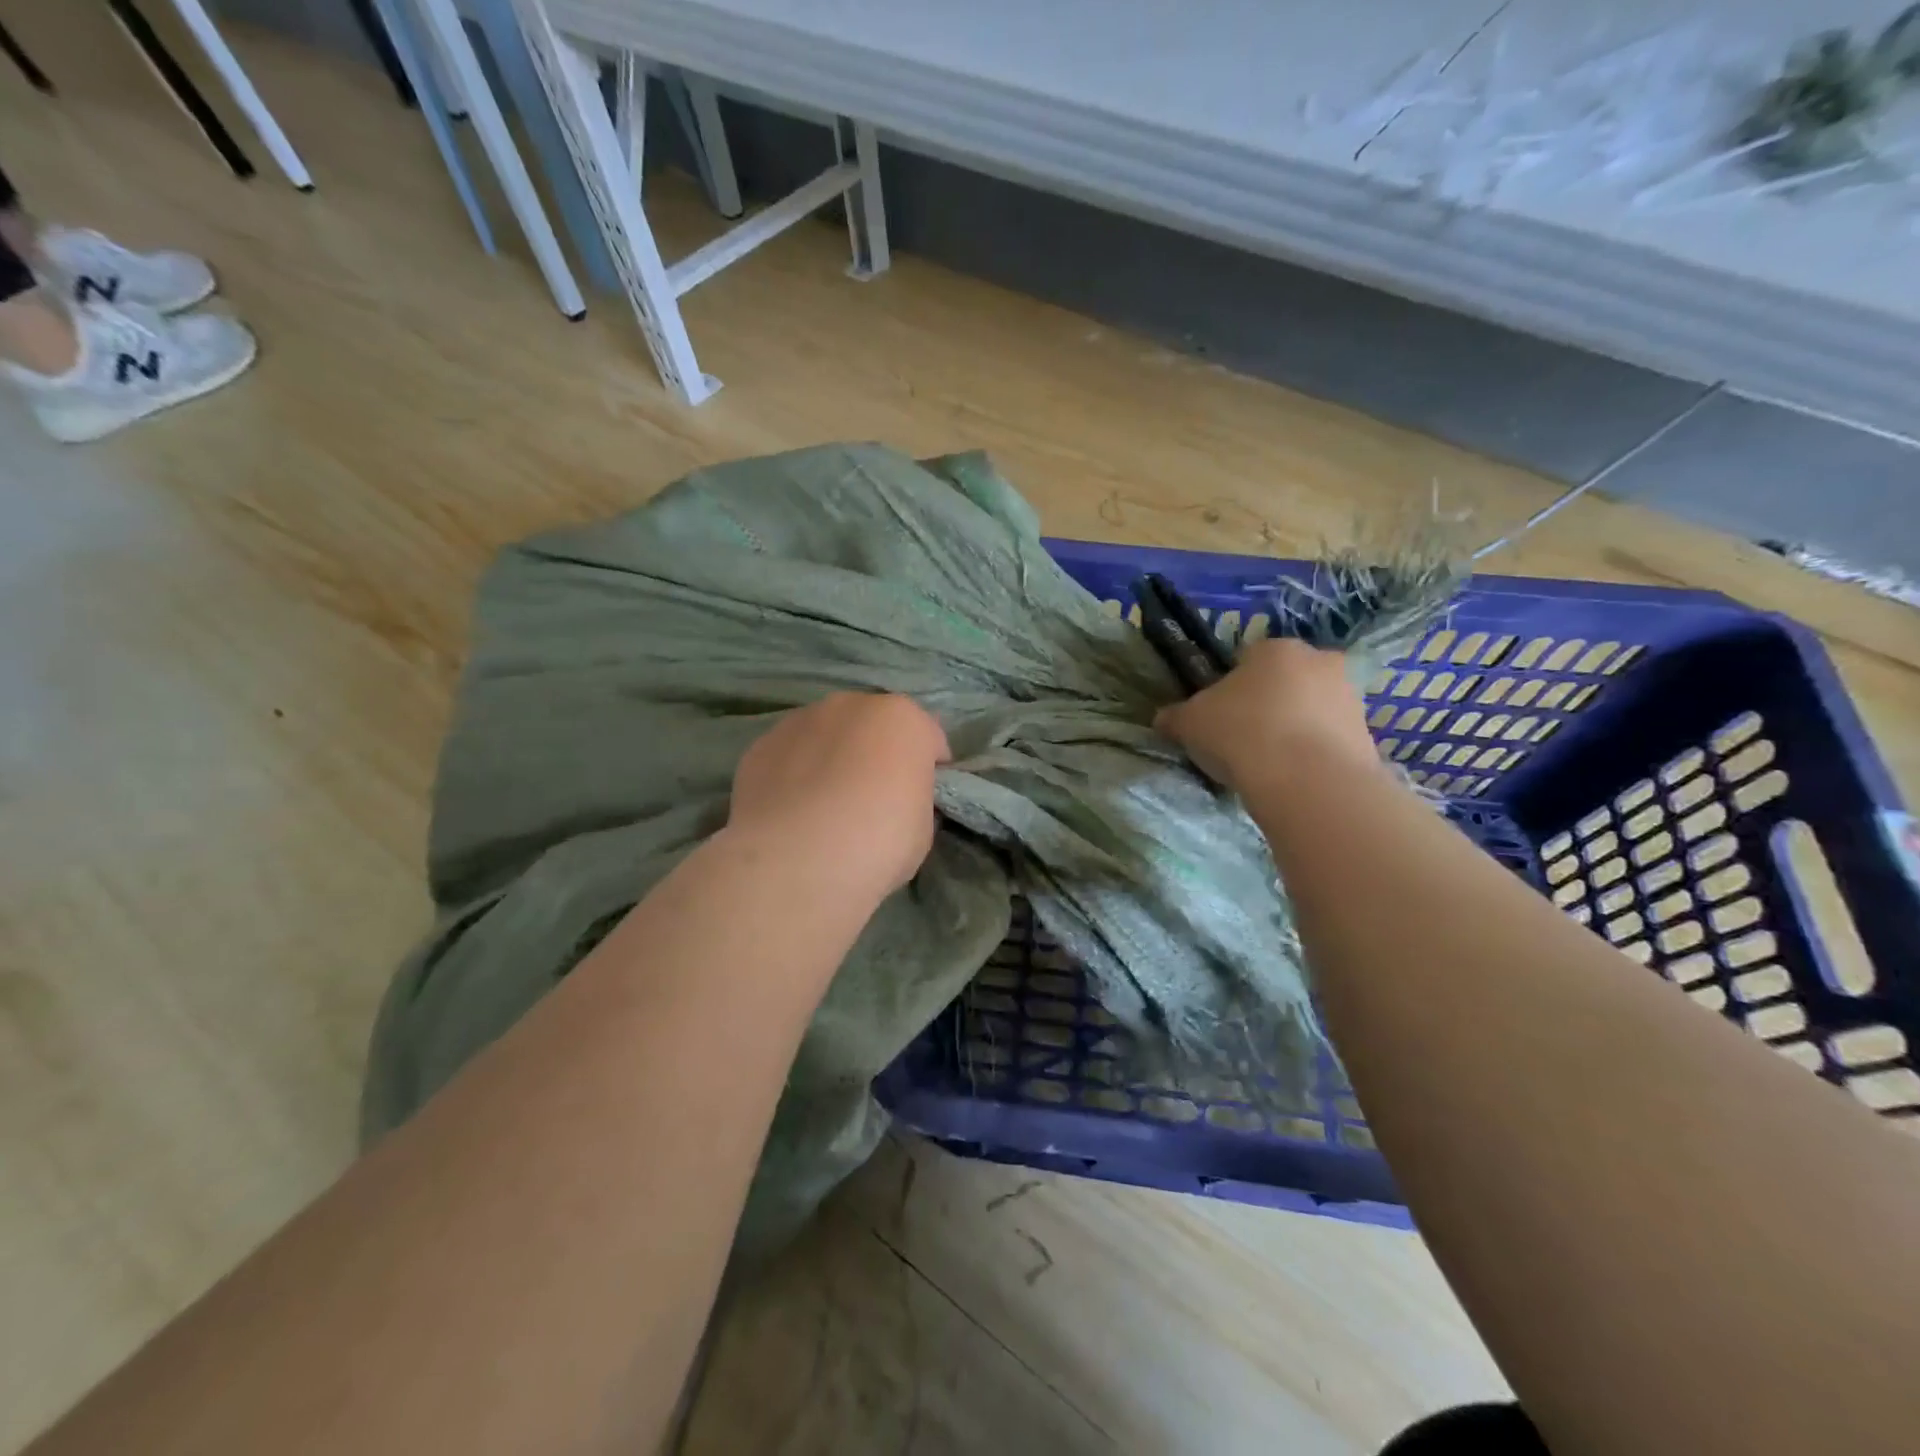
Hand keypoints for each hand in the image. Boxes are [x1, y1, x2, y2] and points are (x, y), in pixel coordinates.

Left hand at [728, 693, 949, 897]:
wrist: (799, 859)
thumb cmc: (880, 840)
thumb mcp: (922, 825)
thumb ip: (912, 796)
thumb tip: (897, 797)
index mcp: (902, 718)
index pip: (927, 738)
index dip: (928, 769)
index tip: (920, 798)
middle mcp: (850, 705)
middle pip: (872, 726)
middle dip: (875, 753)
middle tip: (872, 800)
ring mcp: (800, 720)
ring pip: (826, 735)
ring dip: (832, 758)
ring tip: (825, 808)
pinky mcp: (760, 746)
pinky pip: (790, 756)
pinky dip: (794, 774)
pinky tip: (793, 813)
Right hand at [1154, 637, 1378, 793]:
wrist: (1307, 780)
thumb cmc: (1242, 733)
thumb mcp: (1190, 723)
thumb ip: (1176, 716)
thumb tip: (1164, 718)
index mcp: (1275, 648)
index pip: (1247, 658)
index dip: (1230, 687)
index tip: (1219, 716)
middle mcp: (1319, 662)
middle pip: (1284, 681)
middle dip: (1268, 703)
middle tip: (1243, 737)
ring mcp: (1350, 697)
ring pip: (1310, 709)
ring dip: (1293, 728)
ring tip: (1268, 764)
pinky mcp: (1367, 735)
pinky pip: (1329, 739)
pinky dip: (1313, 754)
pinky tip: (1293, 778)